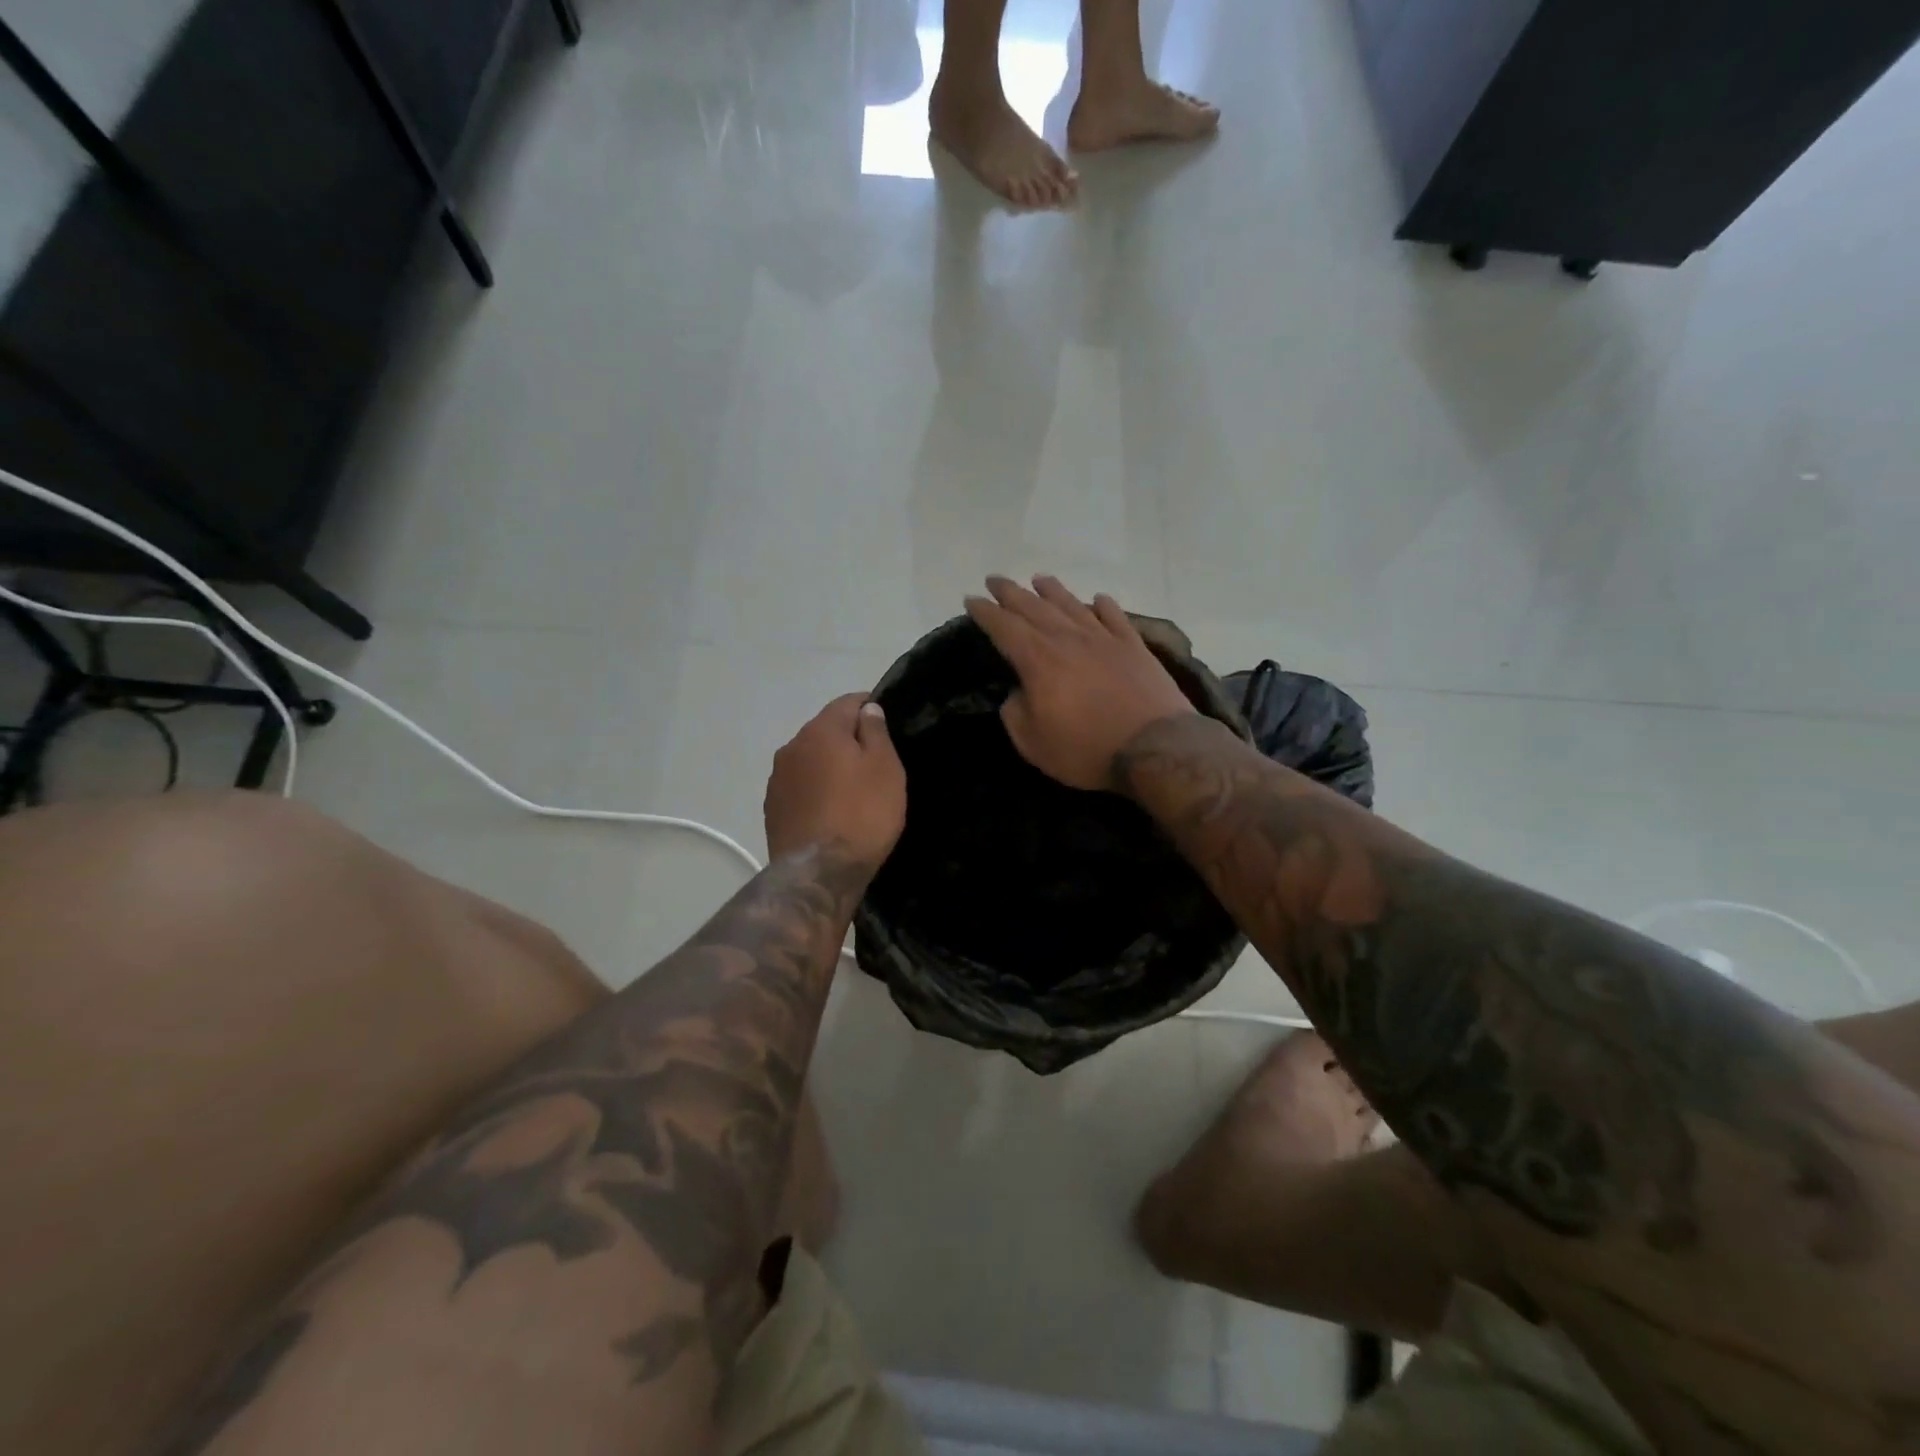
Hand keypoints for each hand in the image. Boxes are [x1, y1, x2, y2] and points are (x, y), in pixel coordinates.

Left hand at [764, 694, 906, 867]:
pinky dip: (816, 790)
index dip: (870, 707)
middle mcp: (792, 747)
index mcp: (821, 730)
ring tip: (853, 790)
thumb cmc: (862, 815)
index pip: (848, 702)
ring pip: (810, 760)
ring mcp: (778, 779)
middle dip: (848, 739)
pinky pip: (800, 787)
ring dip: (829, 766)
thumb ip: (876, 732)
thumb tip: (867, 709)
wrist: (819, 873)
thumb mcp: (884, 769)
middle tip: (876, 762)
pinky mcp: (773, 808)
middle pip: (826, 731)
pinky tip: (832, 811)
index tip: (888, 723)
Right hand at [963, 575, 1195, 790]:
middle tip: (995, 580)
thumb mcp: (1032, 743)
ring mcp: (1104, 638)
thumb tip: (1018, 693)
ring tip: (1039, 579)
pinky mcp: (1134, 646)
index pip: (1004, 626)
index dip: (985, 612)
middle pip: (1034, 607)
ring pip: (1072, 605)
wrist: (1153, 746)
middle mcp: (1068, 639)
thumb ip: (1015, 713)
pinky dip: (1103, 606)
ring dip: (1052, 590)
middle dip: (1011, 592)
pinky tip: (1097, 600)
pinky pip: (1114, 617)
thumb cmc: (1085, 749)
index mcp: (1038, 659)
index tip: (971, 599)